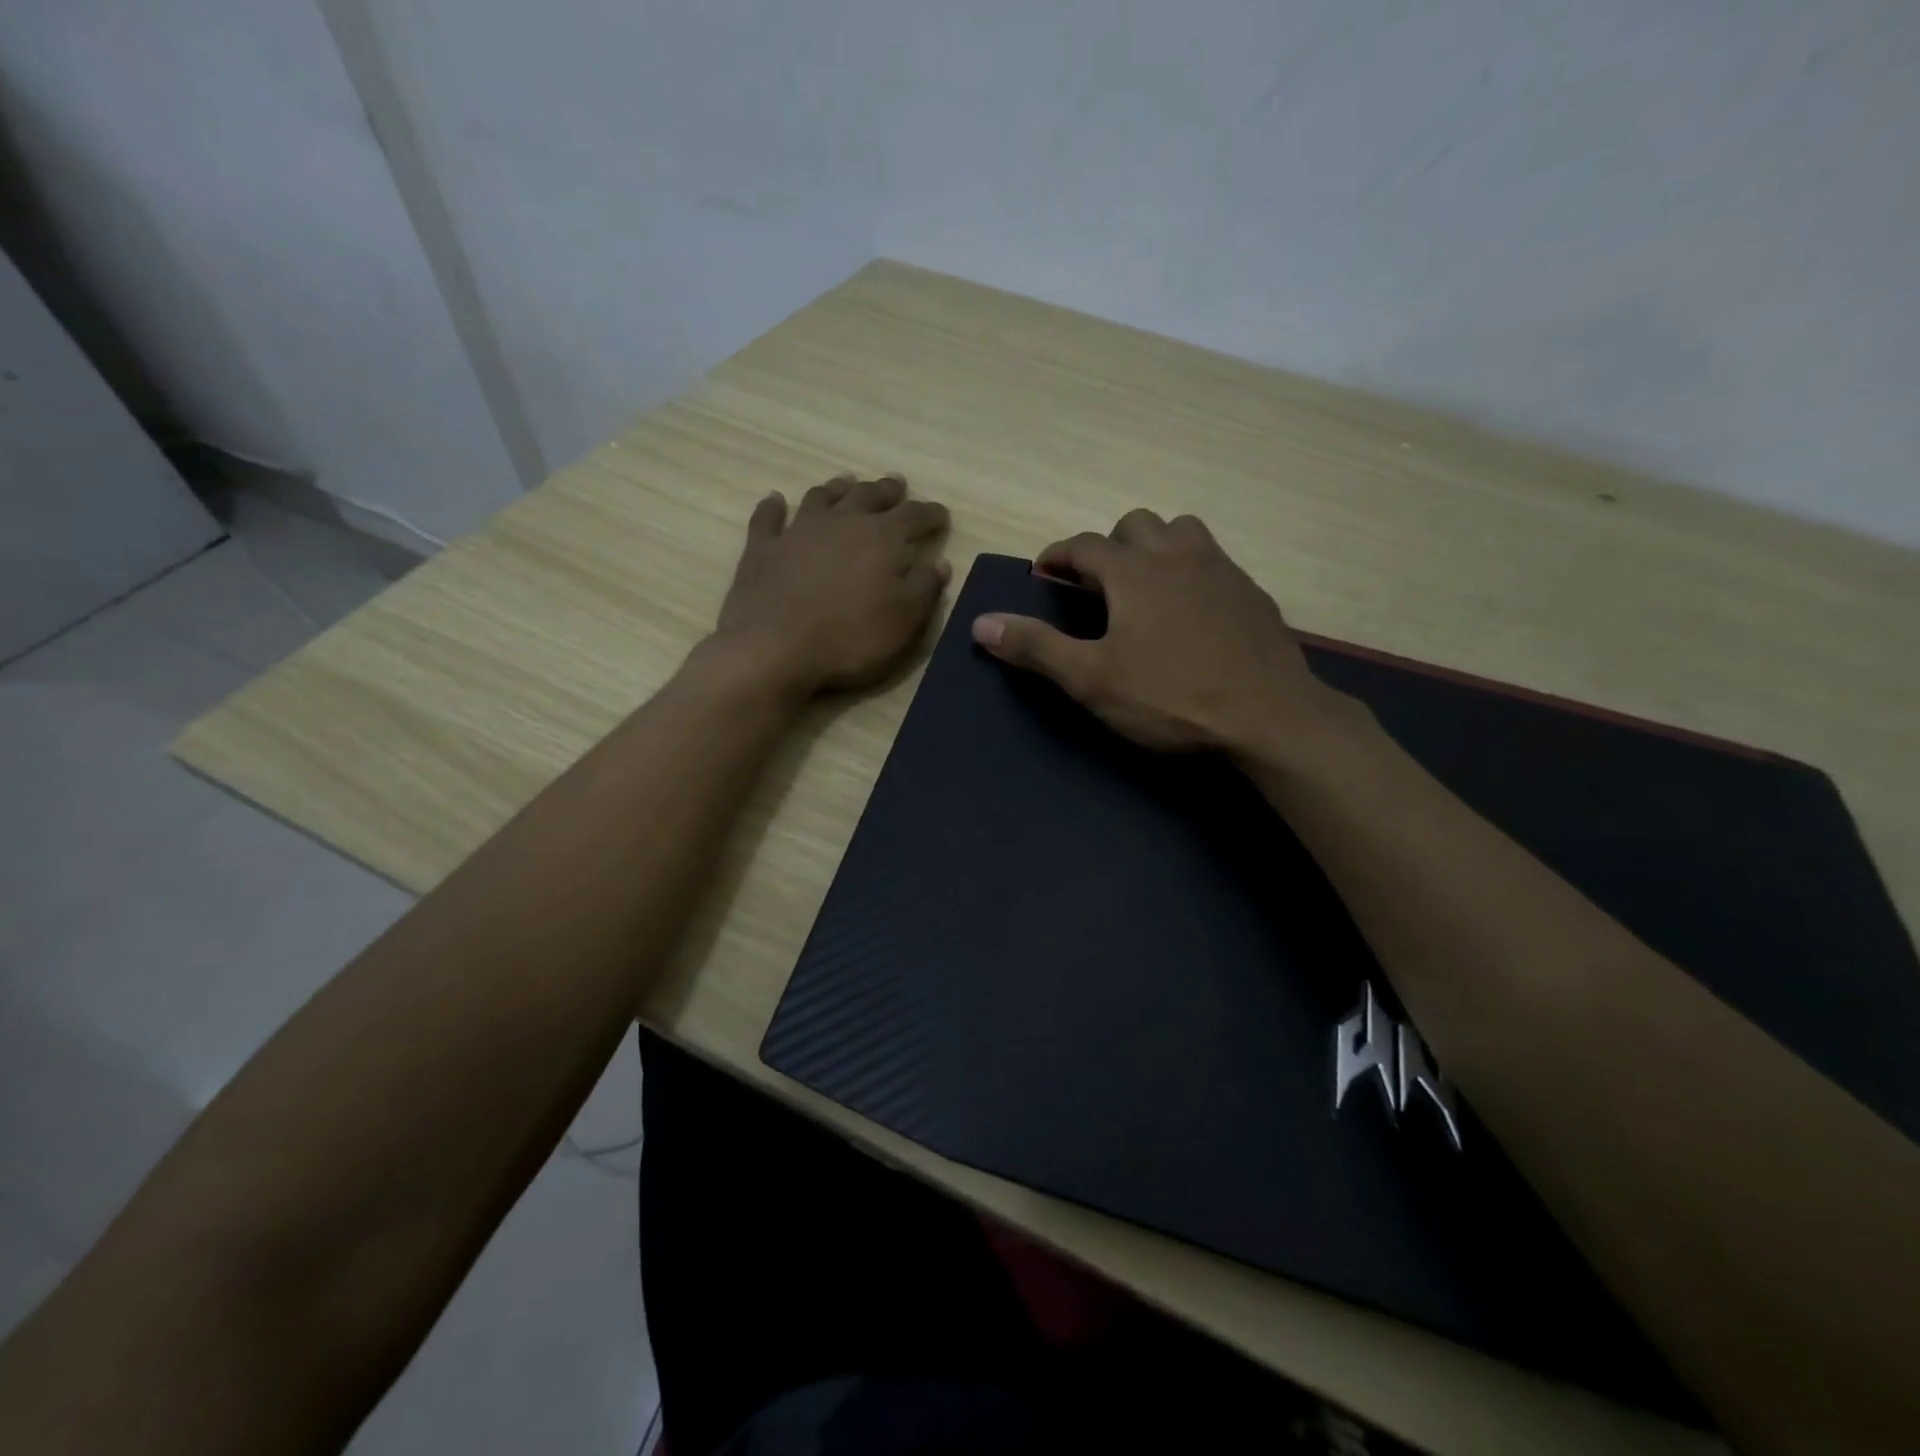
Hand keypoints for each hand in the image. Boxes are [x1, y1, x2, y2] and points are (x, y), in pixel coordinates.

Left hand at [711, 474, 951, 696]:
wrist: (774, 649)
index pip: (914, 516)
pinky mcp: (762, 548)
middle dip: (887, 491)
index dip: (931, 514)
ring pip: (822, 497)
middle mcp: (842, 522)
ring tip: (848, 482)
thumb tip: (940, 562)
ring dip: (838, 488)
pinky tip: (775, 499)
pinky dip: (773, 506)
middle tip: (896, 485)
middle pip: (869, 496)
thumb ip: (925, 588)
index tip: (941, 516)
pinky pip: (767, 518)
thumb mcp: (904, 621)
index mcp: (882, 538)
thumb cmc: (850, 638)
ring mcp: (798, 531)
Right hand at [971, 510, 1357, 756]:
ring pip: (1182, 532)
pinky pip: (1214, 562)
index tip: (1044, 572)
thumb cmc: (1171, 697)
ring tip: (1145, 586)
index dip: (1058, 554)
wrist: (1269, 716)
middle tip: (1097, 585)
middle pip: (1136, 524)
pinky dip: (1191, 571)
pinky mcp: (1252, 594)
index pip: (1084, 545)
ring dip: (1155, 547)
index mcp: (1134, 572)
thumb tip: (981, 623)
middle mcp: (1178, 556)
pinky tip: (1191, 612)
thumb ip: (1036, 648)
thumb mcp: (1092, 679)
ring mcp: (1222, 571)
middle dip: (1108, 545)